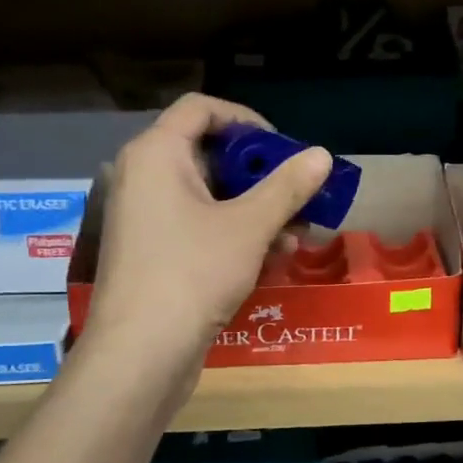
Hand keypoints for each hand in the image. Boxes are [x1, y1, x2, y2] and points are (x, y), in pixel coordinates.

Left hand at [86, 94, 330, 379]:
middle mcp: (144, 177)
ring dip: (256, 209)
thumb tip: (322, 155)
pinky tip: (273, 258)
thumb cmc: (192, 273)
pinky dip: (235, 234)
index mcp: (157, 154)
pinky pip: (199, 226)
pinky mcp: (153, 252)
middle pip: (209, 154)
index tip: (282, 147)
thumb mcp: (249, 226)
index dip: (246, 120)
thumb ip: (287, 187)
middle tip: (298, 192)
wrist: (140, 354)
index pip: (201, 108)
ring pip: (209, 196)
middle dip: (260, 174)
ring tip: (297, 233)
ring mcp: (146, 217)